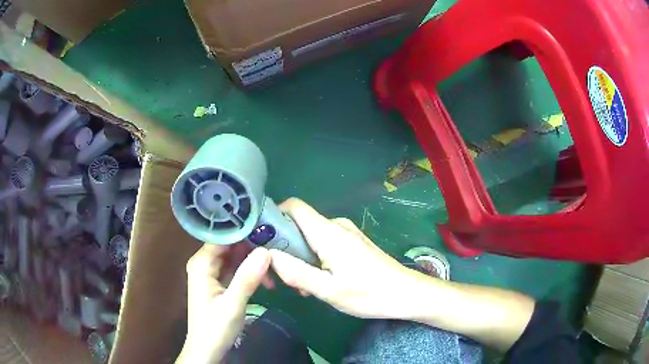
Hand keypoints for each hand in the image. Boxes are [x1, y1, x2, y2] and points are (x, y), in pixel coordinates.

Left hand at [177, 244, 271, 363]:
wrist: (207, 350)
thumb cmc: (216, 328)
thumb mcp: (233, 305)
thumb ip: (247, 278)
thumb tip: (265, 251)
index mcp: (202, 263)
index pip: (224, 237)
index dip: (245, 232)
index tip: (269, 230)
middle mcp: (203, 263)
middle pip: (230, 245)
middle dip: (252, 247)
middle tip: (278, 249)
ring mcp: (209, 272)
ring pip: (234, 257)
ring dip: (253, 261)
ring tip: (275, 266)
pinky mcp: (216, 282)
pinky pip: (234, 268)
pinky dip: (249, 271)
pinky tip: (265, 278)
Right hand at [269, 198, 428, 319]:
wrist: (407, 293)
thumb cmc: (369, 294)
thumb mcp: (329, 290)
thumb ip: (296, 272)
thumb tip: (269, 255)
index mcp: (328, 232)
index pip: (293, 207)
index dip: (273, 217)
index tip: (261, 241)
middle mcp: (335, 226)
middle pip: (298, 224)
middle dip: (283, 247)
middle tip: (281, 276)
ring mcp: (345, 234)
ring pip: (309, 237)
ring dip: (299, 258)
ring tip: (302, 287)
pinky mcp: (352, 243)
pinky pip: (323, 244)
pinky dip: (313, 259)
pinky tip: (318, 283)